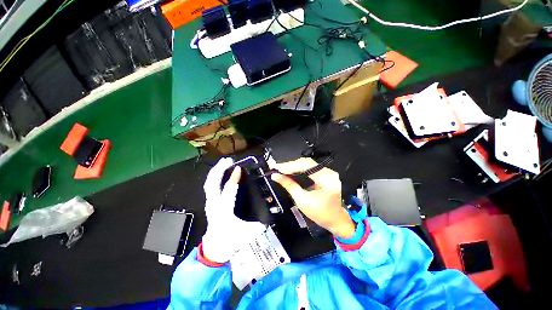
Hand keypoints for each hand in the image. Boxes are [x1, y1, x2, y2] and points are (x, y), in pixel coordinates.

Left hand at [202, 158, 265, 262]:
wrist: (216, 248)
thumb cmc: (231, 240)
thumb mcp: (248, 233)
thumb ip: (260, 224)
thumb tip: (270, 215)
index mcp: (224, 212)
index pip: (228, 191)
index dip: (233, 178)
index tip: (239, 168)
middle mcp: (214, 205)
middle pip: (212, 183)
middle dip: (219, 170)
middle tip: (228, 160)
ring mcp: (209, 203)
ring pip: (209, 183)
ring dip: (216, 171)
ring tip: (224, 162)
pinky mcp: (209, 202)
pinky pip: (210, 186)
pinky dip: (214, 176)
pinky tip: (220, 171)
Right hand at [269, 158, 355, 238]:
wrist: (335, 220)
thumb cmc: (320, 214)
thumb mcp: (302, 201)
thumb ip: (289, 186)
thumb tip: (275, 176)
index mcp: (327, 180)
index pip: (307, 166)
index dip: (290, 166)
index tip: (277, 168)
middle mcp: (329, 172)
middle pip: (307, 163)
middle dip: (290, 165)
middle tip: (276, 168)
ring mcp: (328, 172)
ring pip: (307, 164)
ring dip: (293, 166)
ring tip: (280, 169)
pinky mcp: (324, 174)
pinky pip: (309, 168)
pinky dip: (298, 169)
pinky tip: (290, 171)